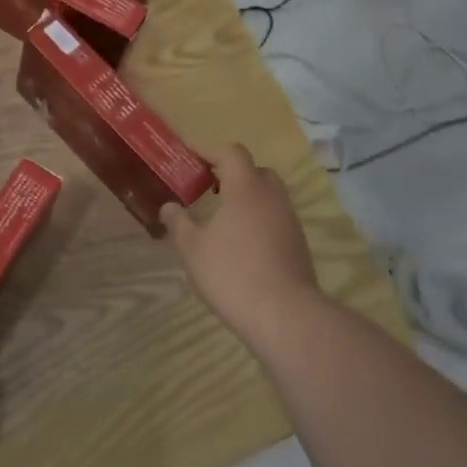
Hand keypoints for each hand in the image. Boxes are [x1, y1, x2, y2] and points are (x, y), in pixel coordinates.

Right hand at [161, 144, 320, 343]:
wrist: (283, 314)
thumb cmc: (231, 273)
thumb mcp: (192, 249)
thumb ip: (178, 223)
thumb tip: (168, 207)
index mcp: (246, 188)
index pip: (232, 153)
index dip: (210, 152)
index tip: (191, 161)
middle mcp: (272, 197)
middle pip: (256, 171)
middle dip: (233, 175)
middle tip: (210, 190)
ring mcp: (290, 220)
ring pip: (269, 196)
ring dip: (248, 200)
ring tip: (223, 220)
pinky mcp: (298, 244)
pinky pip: (276, 219)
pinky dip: (259, 221)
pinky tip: (242, 245)